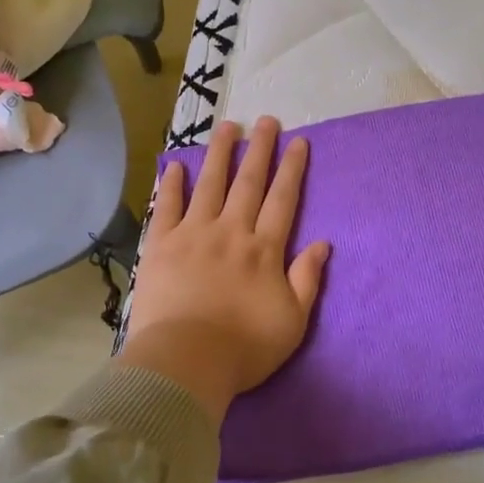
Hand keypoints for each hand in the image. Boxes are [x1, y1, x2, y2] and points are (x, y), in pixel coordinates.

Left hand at [123, 117, 331, 423]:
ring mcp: (193, 234)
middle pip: (249, 183)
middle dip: (260, 149)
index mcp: (264, 250)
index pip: (283, 200)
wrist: (185, 362)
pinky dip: (172, 185)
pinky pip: (167, 207)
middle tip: (267, 120)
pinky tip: (176, 167)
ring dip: (219, 154)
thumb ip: (307, 279)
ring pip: (209, 184)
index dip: (292, 169)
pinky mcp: (160, 245)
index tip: (298, 141)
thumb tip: (323, 243)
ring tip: (227, 127)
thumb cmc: (244, 348)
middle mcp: (231, 231)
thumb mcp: (293, 321)